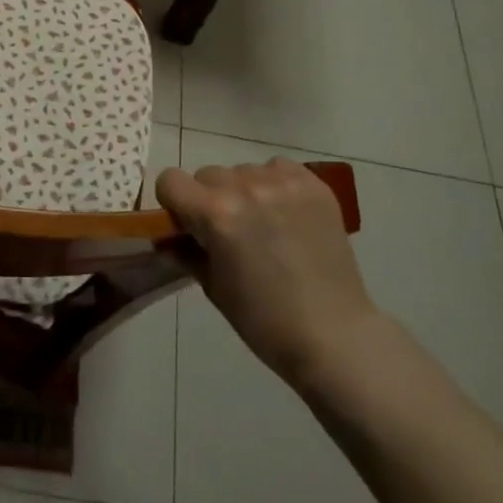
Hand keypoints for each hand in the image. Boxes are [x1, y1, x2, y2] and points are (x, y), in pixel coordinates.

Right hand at [156, 158, 377, 389]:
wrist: (334, 334)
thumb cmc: (264, 320)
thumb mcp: (213, 287)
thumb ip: (186, 252)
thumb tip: (169, 238)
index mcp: (215, 214)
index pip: (170, 180)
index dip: (173, 203)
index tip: (187, 224)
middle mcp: (246, 188)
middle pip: (207, 174)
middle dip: (209, 198)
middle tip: (227, 231)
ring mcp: (283, 183)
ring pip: (243, 170)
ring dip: (242, 191)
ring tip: (263, 224)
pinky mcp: (314, 185)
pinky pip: (278, 168)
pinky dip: (274, 184)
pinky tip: (285, 214)